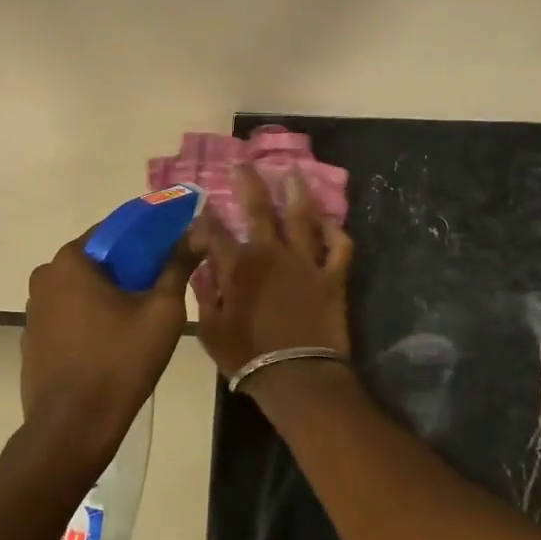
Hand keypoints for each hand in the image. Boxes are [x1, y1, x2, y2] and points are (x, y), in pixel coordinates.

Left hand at [20, 228, 196, 462]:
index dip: (147, 236)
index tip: (171, 250)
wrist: (73, 426)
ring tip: (140, 318)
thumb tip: (197, 232)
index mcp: (71, 261)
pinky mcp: (32, 339)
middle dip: (128, 269)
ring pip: (81, 289)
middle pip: (96, 260)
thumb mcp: (161, 312)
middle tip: (160, 288)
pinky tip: (111, 342)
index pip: (114, 230)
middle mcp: (44, 277)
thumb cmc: (120, 362)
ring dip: (108, 295)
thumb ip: (177, 266)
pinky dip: (89, 319)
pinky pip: (68, 316)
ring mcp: (33, 310)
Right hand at [189, 164, 353, 382]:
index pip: (214, 232)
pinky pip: (339, 248)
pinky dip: (336, 232)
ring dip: (297, 193)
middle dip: (248, 183)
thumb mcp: (211, 330)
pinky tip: (330, 222)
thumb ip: (206, 295)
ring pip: (302, 218)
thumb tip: (203, 270)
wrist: (297, 376)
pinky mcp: (333, 277)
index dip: (205, 218)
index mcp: (238, 266)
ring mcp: (306, 262)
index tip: (200, 207)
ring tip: (293, 173)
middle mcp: (272, 254)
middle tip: (244, 163)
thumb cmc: (247, 356)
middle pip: (259, 209)